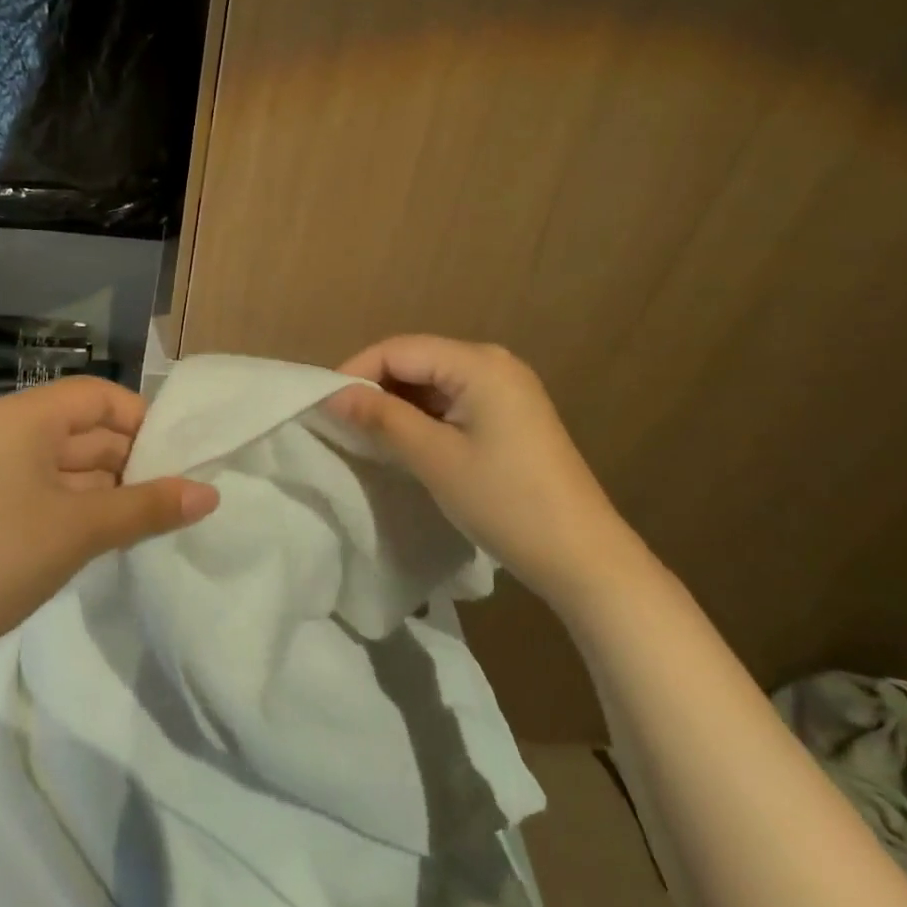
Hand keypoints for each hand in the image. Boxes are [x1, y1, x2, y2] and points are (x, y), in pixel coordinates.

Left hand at [0, 376, 218, 665]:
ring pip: (72, 463)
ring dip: (111, 488)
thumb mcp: (82, 529)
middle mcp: (12, 430)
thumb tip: (211, 494)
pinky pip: (51, 488)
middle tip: (176, 495)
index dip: (142, 421)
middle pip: (88, 429)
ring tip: (154, 518)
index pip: (101, 396)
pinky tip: (112, 535)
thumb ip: (148, 506)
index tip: (179, 458)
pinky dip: (83, 505)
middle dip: (132, 460)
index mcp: (27, 416)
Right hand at [326, 335, 630, 595]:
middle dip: (377, 387)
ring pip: (434, 382)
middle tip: (342, 422)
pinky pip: (454, 400)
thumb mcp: (435, 458)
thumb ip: (382, 419)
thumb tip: (333, 395)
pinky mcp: (511, 414)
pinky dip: (425, 416)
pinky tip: (407, 441)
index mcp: (479, 362)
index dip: (357, 371)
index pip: (400, 349)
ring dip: (399, 403)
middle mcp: (494, 362)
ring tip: (367, 434)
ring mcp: (506, 388)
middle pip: (417, 359)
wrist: (583, 557)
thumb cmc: (505, 501)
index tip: (323, 405)